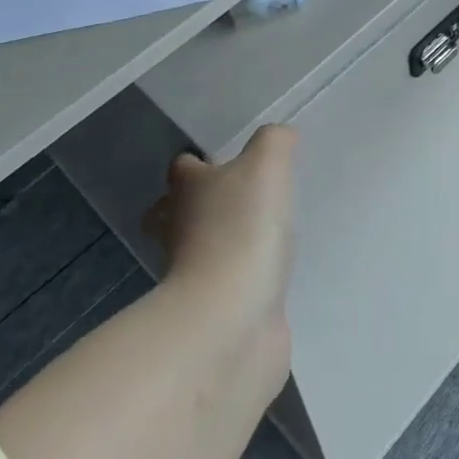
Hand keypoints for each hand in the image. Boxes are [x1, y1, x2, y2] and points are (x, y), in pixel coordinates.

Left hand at [142, 125, 296, 336]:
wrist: (231, 321)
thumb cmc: (241, 231)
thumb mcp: (266, 166)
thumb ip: (274, 142)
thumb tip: (281, 136)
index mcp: (187, 191)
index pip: (183, 168)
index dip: (199, 162)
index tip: (226, 160)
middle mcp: (180, 230)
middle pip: (177, 211)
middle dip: (198, 205)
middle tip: (236, 199)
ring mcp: (194, 276)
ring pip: (201, 249)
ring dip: (223, 242)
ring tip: (263, 233)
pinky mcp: (217, 312)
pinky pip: (229, 286)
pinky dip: (243, 279)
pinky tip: (272, 273)